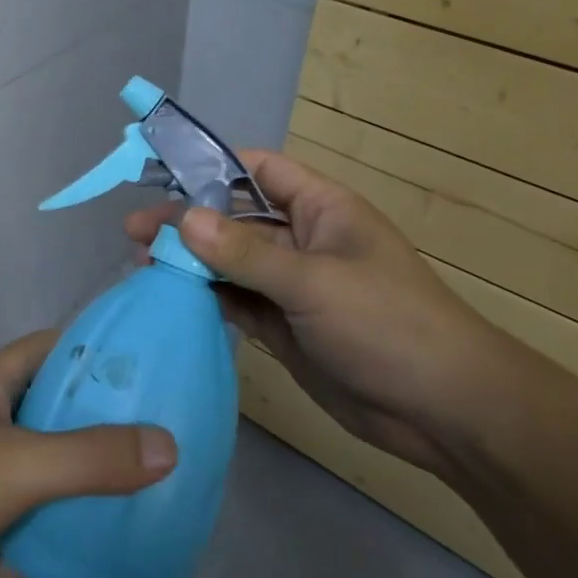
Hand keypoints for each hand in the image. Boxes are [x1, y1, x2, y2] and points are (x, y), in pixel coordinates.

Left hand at [0, 331, 176, 577]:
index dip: (104, 350)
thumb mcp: (14, 463)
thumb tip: (171, 446)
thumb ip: (90, 457)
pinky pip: (34, 541)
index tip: (159, 365)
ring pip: (52, 483)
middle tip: (174, 444)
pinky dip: (65, 557)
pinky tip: (112, 577)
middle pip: (63, 418)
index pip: (59, 348)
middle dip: (111, 431)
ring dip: (92, 496)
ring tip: (158, 506)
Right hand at [126, 149, 509, 481]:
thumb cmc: (387, 324)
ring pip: (230, 263)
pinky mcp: (284, 327)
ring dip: (190, 263)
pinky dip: (206, 299)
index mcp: (320, 208)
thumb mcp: (313, 282)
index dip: (212, 167)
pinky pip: (237, 302)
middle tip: (133, 233)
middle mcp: (302, 240)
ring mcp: (292, 286)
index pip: (258, 170)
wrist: (444, 411)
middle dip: (187, 222)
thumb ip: (245, 253)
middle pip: (235, 219)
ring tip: (140, 266)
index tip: (160, 174)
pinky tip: (170, 299)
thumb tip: (184, 219)